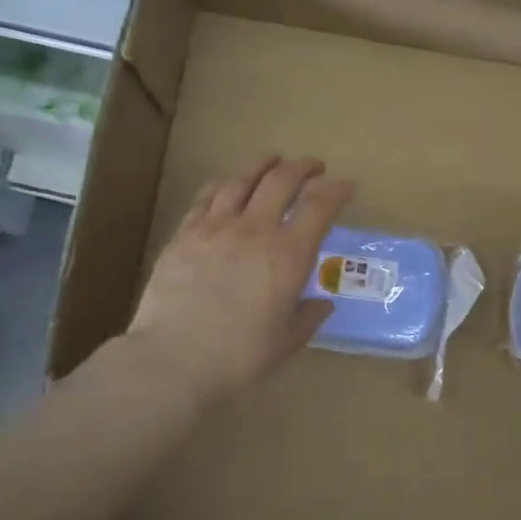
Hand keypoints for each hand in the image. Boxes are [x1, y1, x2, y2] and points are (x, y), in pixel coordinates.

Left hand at [126, 154, 354, 404]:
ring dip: (263, 165)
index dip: (337, 191)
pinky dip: (225, 184)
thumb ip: (308, 317)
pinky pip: (207, 196)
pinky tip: (228, 184)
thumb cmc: (240, 356)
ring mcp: (216, 227)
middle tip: (314, 167)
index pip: (320, 207)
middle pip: (282, 180)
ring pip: (242, 179)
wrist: (174, 359)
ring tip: (273, 161)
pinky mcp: (184, 234)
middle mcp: (255, 230)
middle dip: (303, 167)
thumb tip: (321, 304)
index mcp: (289, 255)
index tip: (346, 186)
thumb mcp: (287, 342)